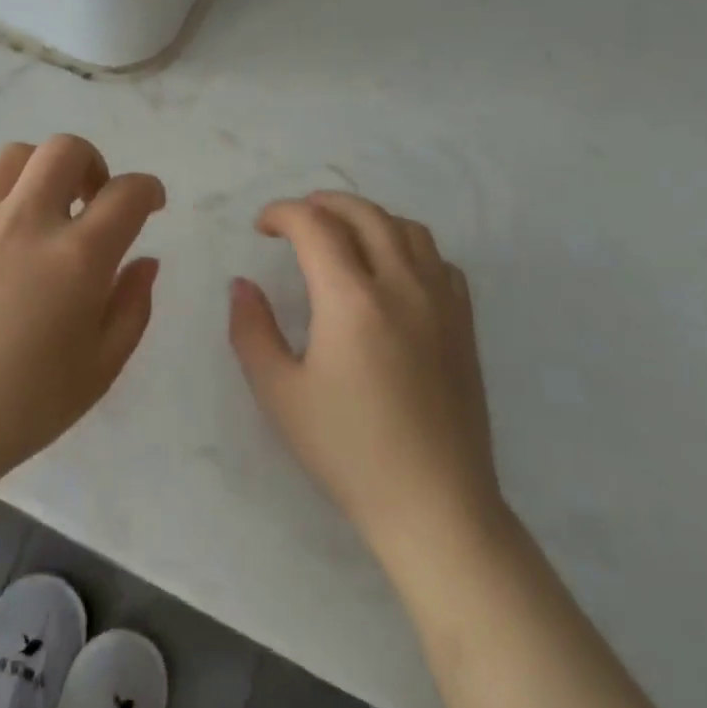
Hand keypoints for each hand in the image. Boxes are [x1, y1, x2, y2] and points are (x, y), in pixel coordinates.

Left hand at [0, 136, 165, 500]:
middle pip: (66, 150)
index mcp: (77, 258)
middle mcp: (27, 222)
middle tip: (92, 199)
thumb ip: (132, 307)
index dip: (148, 190)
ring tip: (41, 207)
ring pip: (15, 155)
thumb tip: (145, 261)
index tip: (150, 203)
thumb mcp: (100, 368)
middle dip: (93, 164)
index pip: (127, 194)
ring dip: (40, 171)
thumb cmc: (23, 407)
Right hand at [228, 193, 506, 565]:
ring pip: (406, 228)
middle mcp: (401, 285)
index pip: (315, 225)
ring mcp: (441, 301)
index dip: (282, 213)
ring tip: (341, 236)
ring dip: (367, 217)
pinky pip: (438, 260)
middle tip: (295, 220)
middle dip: (322, 203)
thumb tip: (242, 285)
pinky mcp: (464, 323)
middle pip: (363, 213)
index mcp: (351, 299)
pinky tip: (392, 272)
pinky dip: (408, 246)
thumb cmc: (348, 450)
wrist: (435, 504)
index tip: (262, 227)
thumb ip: (252, 330)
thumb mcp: (279, 394)